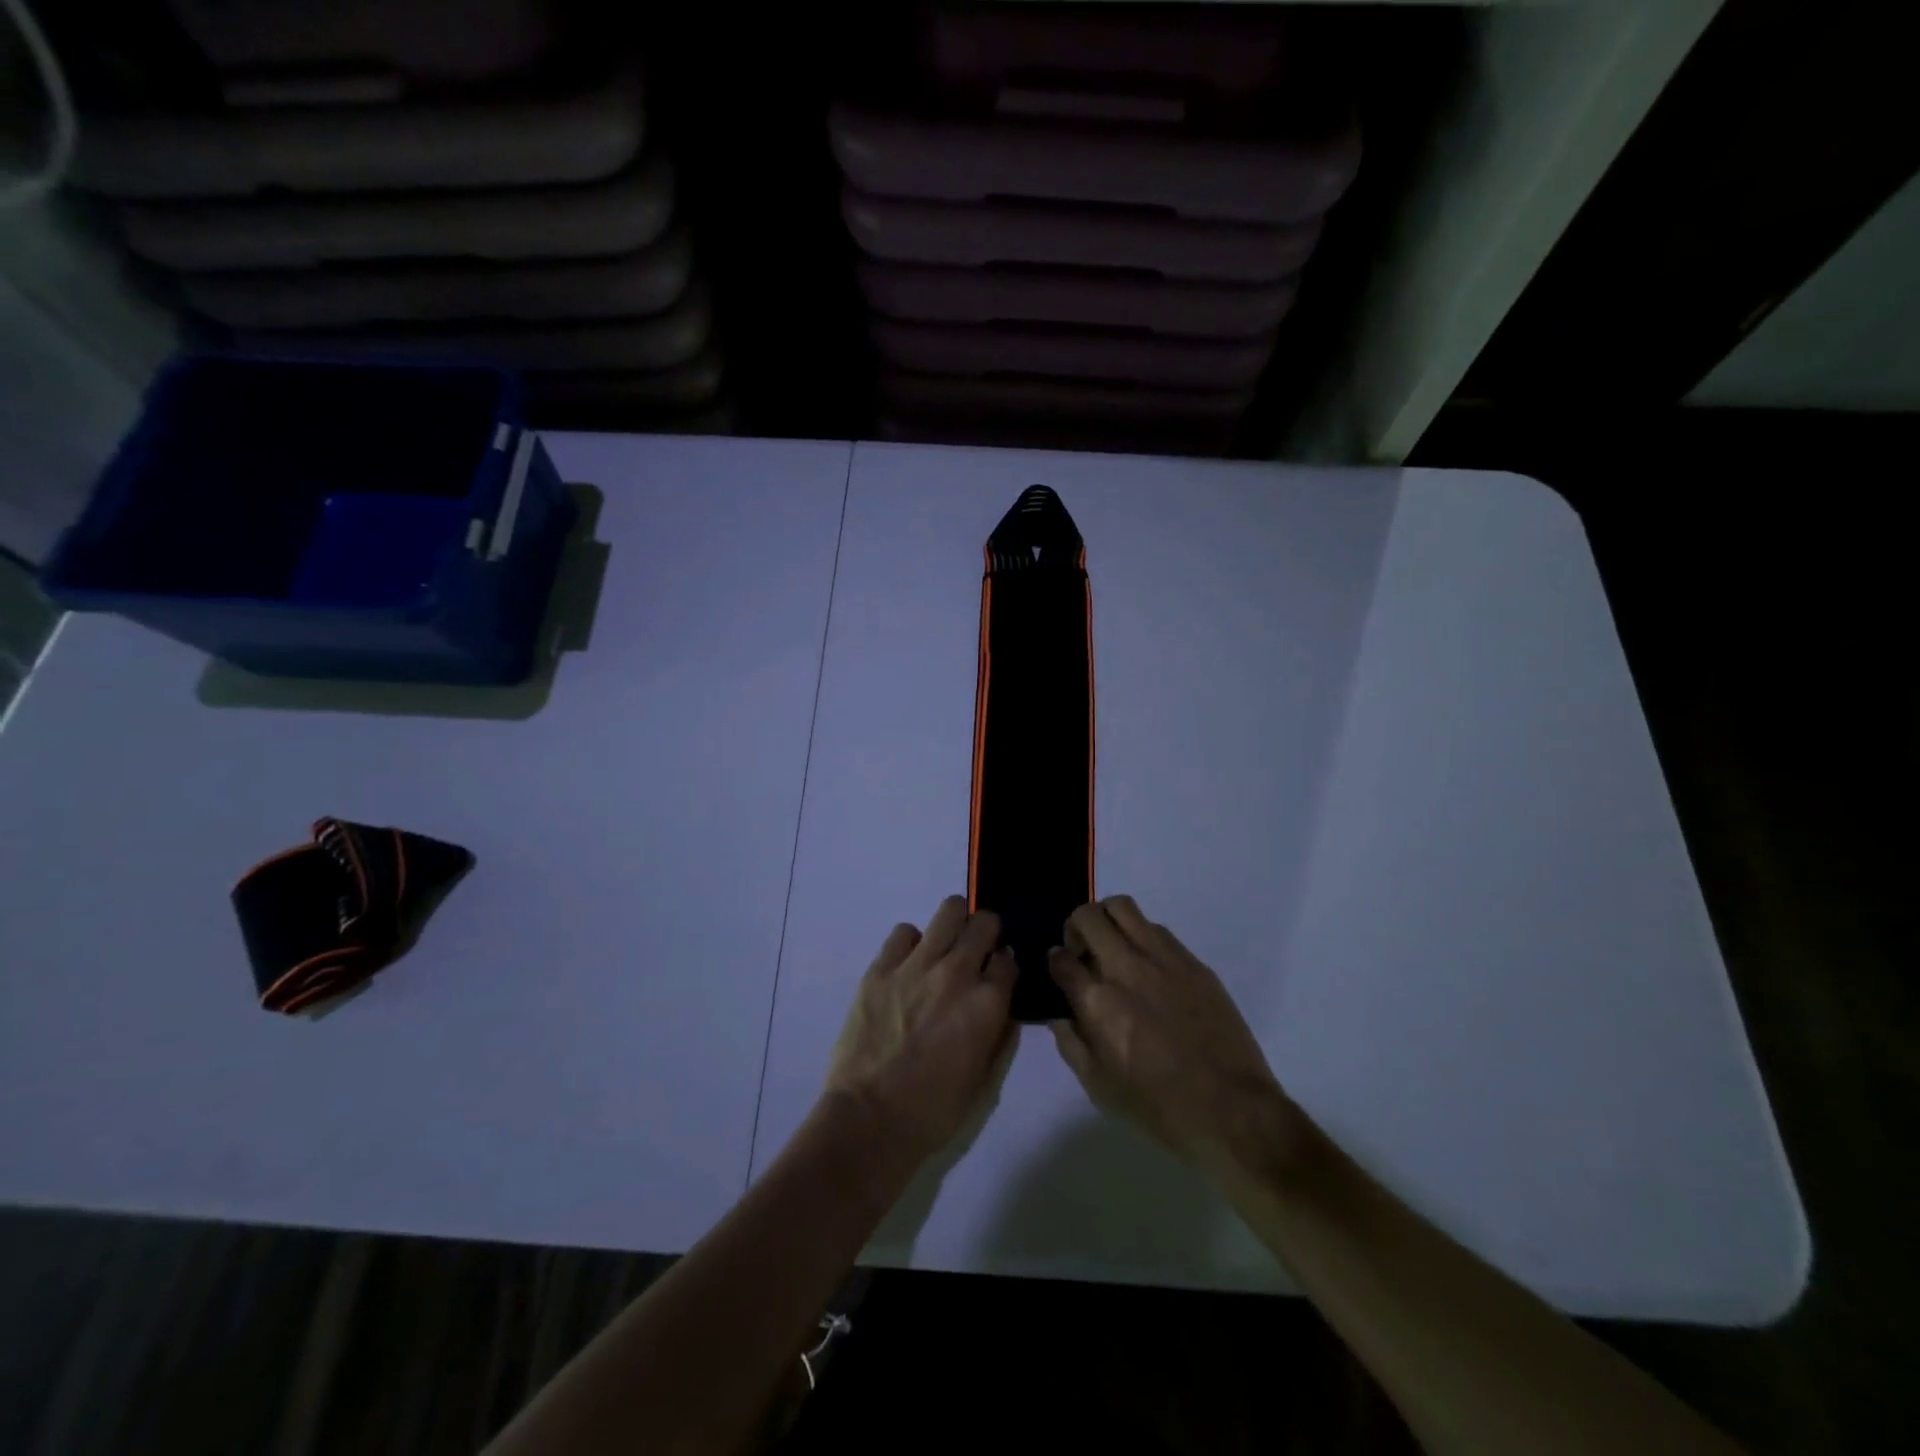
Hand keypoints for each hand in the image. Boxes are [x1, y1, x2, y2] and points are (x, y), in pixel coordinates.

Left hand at [824, 897, 1017, 1176]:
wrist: (869, 1119)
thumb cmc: (933, 1110)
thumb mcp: (985, 1079)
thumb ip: (1000, 1033)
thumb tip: (1003, 1003)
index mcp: (987, 1003)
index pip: (1009, 958)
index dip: (1004, 966)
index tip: (997, 976)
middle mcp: (957, 972)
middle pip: (984, 922)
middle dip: (986, 934)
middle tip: (976, 952)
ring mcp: (916, 965)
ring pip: (949, 910)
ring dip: (955, 924)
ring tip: (946, 945)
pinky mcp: (881, 967)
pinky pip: (904, 932)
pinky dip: (912, 943)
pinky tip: (908, 964)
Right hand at [1048, 897, 1310, 1183]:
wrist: (1230, 1109)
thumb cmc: (1157, 1106)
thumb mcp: (1098, 1085)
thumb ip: (1071, 1043)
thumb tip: (1060, 1014)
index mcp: (1097, 1001)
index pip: (1061, 958)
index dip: (1055, 960)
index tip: (1061, 968)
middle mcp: (1126, 968)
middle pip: (1088, 917)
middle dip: (1076, 927)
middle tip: (1083, 950)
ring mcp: (1163, 959)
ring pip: (1124, 908)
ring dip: (1109, 921)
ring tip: (1114, 947)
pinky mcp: (1193, 962)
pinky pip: (1158, 929)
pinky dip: (1142, 936)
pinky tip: (1149, 966)